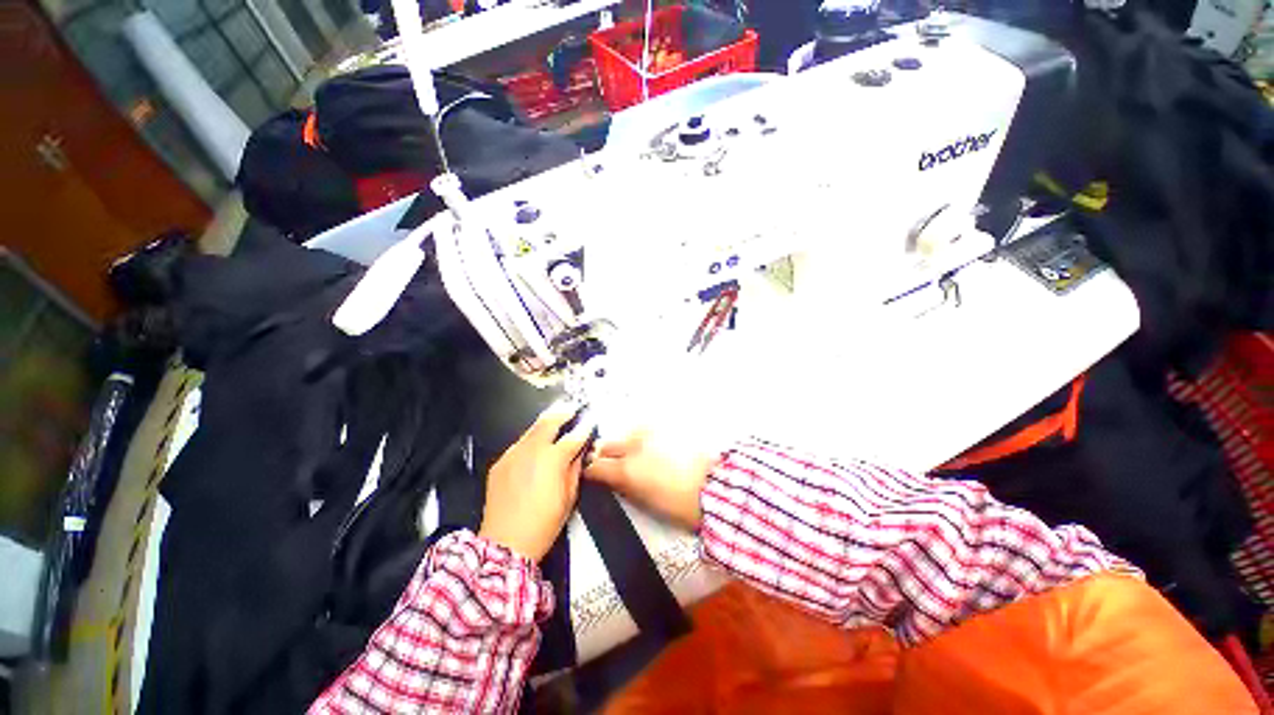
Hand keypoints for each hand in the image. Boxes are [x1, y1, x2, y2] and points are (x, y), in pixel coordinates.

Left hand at [479, 401, 595, 561]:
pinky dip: (530, 439)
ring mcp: (513, 455)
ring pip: (531, 429)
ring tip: (555, 417)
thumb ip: (575, 469)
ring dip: (545, 423)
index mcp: (553, 460)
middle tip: (571, 408)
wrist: (505, 544)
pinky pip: (519, 444)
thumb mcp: (569, 498)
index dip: (584, 428)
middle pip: (549, 422)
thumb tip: (579, 453)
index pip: (573, 437)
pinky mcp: (501, 463)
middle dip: (562, 413)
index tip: (590, 421)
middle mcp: (532, 451)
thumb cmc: (544, 524)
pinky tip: (535, 443)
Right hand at [585, 431, 720, 529]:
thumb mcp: (647, 502)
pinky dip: (642, 438)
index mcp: (627, 470)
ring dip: (625, 445)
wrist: (715, 484)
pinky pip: (645, 430)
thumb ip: (624, 487)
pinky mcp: (664, 427)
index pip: (596, 467)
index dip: (592, 472)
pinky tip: (652, 447)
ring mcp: (649, 433)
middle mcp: (633, 446)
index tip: (593, 475)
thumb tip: (612, 480)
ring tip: (637, 456)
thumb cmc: (681, 503)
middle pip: (606, 446)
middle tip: (612, 465)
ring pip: (626, 435)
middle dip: (605, 455)